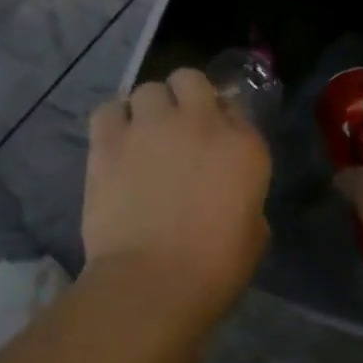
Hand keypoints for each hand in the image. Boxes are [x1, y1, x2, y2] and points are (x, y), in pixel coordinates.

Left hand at [83, 68, 272, 305]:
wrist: (152, 282)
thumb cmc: (214, 268)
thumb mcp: (254, 233)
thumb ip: (245, 198)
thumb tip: (229, 195)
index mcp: (243, 145)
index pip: (234, 108)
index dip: (221, 121)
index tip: (213, 143)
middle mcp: (200, 122)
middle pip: (190, 80)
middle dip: (184, 97)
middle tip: (178, 129)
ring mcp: (152, 126)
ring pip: (147, 89)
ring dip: (148, 109)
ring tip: (142, 137)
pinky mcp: (110, 140)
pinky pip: (109, 109)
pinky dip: (113, 121)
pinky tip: (115, 143)